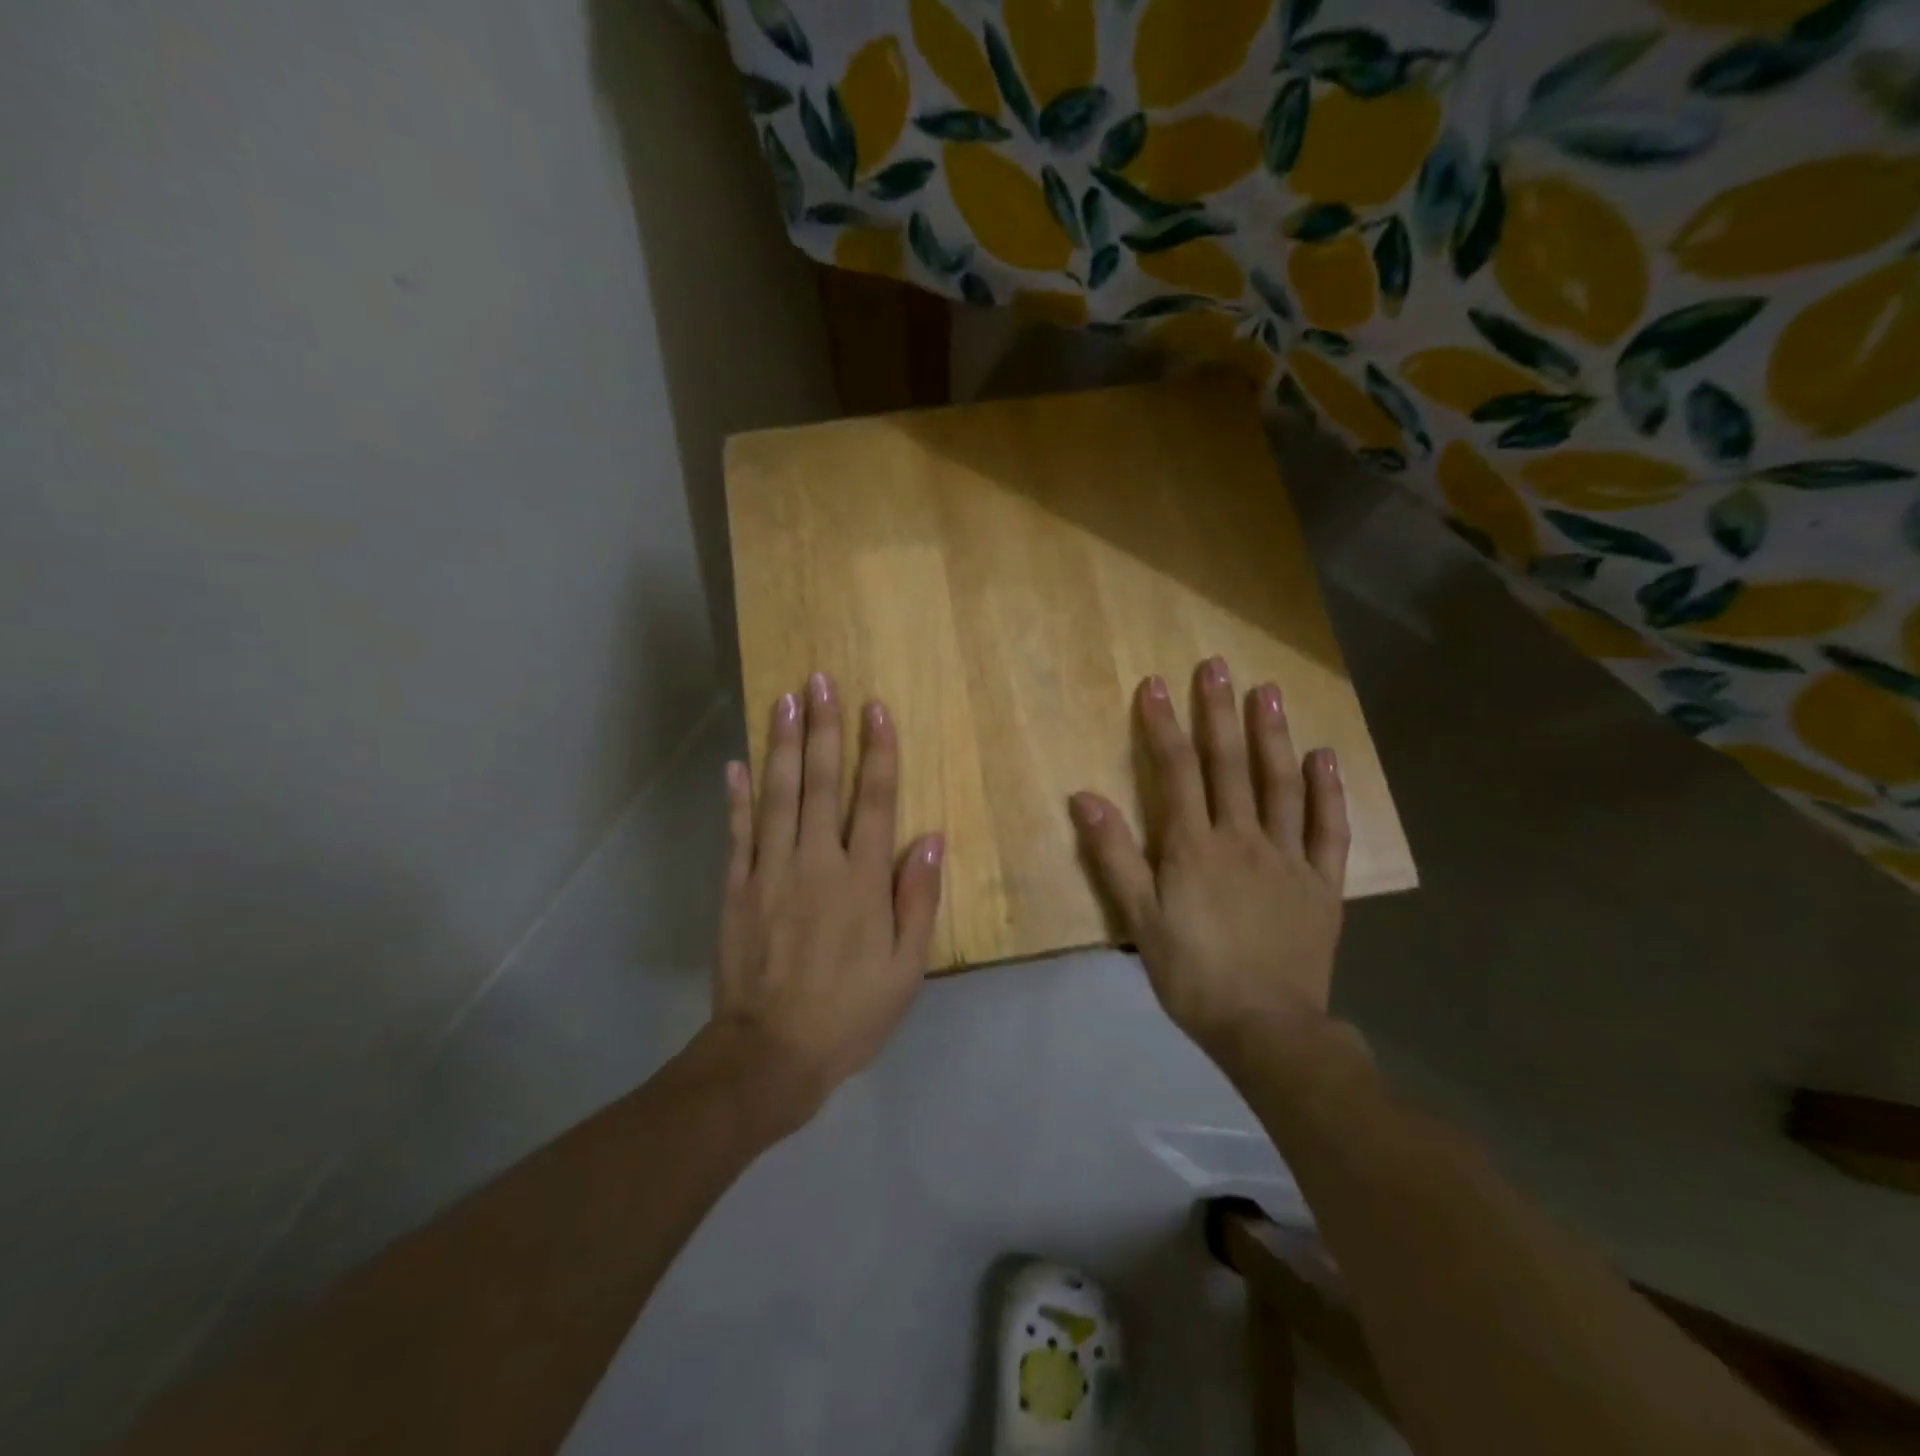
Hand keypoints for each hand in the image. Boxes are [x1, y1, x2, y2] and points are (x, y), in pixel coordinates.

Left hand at [708, 672, 943, 1135]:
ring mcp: (770, 872)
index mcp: (863, 881)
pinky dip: (737, 796)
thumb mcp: (906, 969)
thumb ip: (918, 900)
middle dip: (823, 728)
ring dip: (781, 744)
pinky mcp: (737, 888)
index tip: (874, 708)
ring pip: (777, 796)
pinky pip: (738, 832)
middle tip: (821, 680)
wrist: (770, 1055)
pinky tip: (736, 762)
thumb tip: (930, 838)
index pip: (875, 800)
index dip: (877, 751)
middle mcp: (816, 862)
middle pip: (820, 783)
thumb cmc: (850, 1013)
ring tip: (784, 699)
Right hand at [1069, 657, 1348, 1063]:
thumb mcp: (1139, 919)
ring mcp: (1288, 857)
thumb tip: (1084, 797)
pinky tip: (1323, 756)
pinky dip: (1327, 790)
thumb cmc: (1192, 974)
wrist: (1266, 1027)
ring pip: (1280, 784)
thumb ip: (1113, 855)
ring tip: (1268, 691)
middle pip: (1229, 765)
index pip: (1177, 772)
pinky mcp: (1322, 882)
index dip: (1162, 726)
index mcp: (1194, 847)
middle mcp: (1243, 838)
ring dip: (1272, 735)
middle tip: (1217, 666)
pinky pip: (1328, 828)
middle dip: (1218, 712)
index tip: (1155, 684)